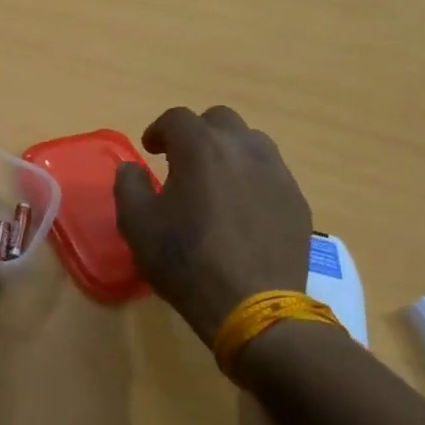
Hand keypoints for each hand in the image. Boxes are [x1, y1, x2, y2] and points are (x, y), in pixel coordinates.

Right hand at [113, 106, 314, 346]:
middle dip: (197, 133)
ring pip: (251, 142)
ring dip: (229, 150)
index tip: (151, 150)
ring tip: (217, 180)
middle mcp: (243, 148)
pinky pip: (271, 173)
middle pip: (219, 120)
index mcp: (201, 148)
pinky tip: (243, 208)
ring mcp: (276, 172)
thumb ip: (128, 185)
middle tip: (183, 161)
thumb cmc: (186, 261)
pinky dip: (252, 178)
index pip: (177, 118)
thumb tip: (132, 167)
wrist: (254, 306)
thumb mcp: (137, 224)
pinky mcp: (296, 199)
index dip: (159, 130)